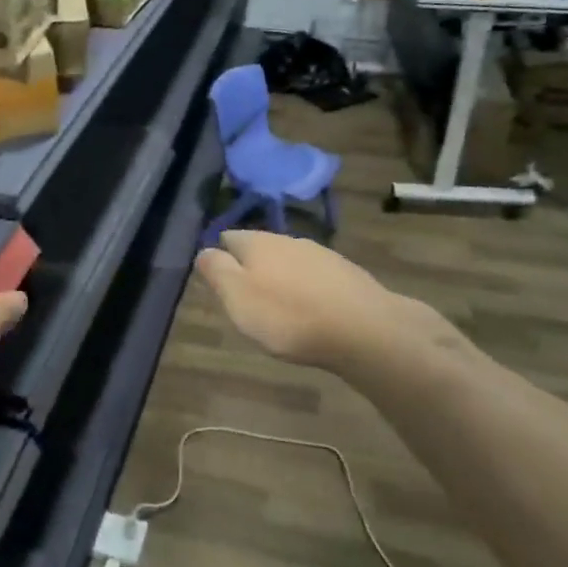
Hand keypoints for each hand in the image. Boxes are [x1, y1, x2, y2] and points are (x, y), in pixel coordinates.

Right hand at [194, 230, 460, 373]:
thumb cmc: (289, 316)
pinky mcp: (347, 274)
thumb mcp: (238, 298)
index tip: (217, 277)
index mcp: (258, 242)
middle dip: (252, 266)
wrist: (364, 329)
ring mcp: (321, 254)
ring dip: (281, 278)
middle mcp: (288, 240)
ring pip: (290, 261)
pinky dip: (308, 290)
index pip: (229, 237)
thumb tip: (203, 250)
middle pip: (261, 248)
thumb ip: (217, 272)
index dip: (220, 255)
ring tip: (279, 306)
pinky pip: (316, 277)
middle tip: (246, 297)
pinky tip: (312, 311)